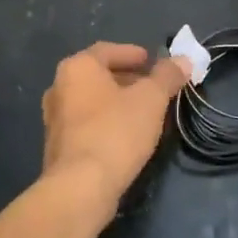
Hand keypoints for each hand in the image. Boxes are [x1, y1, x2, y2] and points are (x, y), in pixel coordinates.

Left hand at [41, 43, 191, 218]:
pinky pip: (86, 123)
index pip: (107, 50)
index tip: (153, 61)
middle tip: (153, 87)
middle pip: (98, 75)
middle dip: (127, 79)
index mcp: (77, 67)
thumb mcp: (151, 99)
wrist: (81, 187)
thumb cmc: (116, 131)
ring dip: (117, 102)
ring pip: (92, 101)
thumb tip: (183, 60)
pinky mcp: (57, 146)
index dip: (133, 54)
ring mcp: (55, 118)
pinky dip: (106, 122)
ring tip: (144, 112)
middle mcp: (59, 87)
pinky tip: (126, 135)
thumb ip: (167, 76)